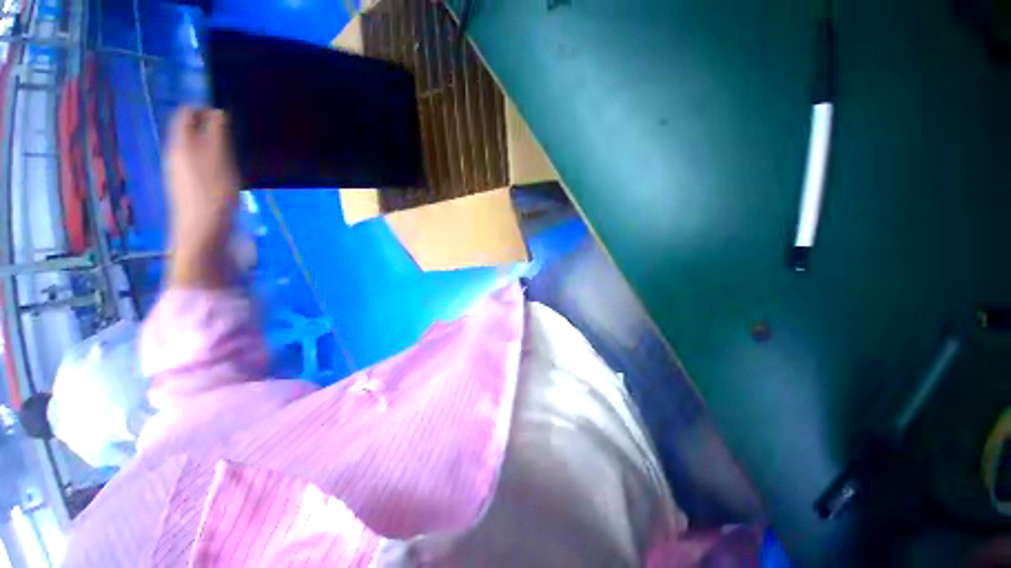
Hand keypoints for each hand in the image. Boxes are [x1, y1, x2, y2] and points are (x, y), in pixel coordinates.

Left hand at [165, 107, 240, 287]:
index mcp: (180, 145)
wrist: (204, 237)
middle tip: (236, 135)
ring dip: (216, 147)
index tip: (229, 115)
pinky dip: (217, 164)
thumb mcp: (218, 159)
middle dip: (211, 127)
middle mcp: (177, 157)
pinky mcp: (194, 192)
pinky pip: (203, 168)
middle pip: (190, 132)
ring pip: (197, 150)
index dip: (205, 109)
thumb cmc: (213, 195)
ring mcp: (183, 175)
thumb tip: (218, 112)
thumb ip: (216, 133)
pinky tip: (232, 176)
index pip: (186, 114)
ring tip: (238, 154)